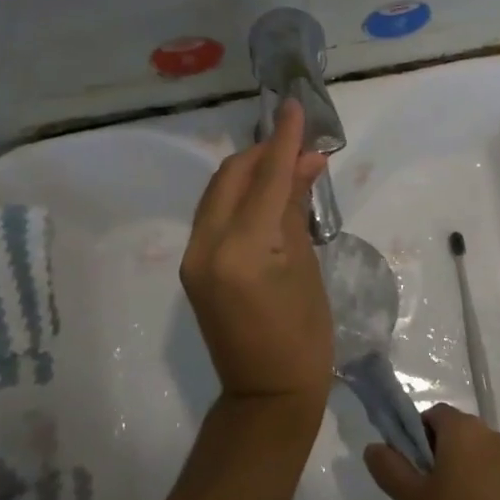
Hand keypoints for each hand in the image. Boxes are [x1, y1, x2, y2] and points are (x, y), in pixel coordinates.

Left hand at [181, 100, 334, 410]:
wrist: (266, 394)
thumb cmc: (304, 336)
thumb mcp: (306, 266)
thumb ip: (296, 206)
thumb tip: (306, 160)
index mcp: (242, 249)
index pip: (265, 178)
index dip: (283, 140)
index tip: (294, 105)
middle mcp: (207, 245)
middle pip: (232, 176)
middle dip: (263, 153)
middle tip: (298, 143)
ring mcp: (194, 256)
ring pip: (219, 191)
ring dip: (249, 171)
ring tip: (285, 163)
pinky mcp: (192, 266)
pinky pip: (214, 213)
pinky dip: (239, 195)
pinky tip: (264, 193)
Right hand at [364, 404, 499, 499]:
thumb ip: (390, 469)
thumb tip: (374, 448)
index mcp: (463, 429)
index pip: (431, 415)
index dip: (413, 437)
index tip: (407, 470)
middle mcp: (490, 436)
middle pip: (452, 436)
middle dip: (433, 461)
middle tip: (420, 498)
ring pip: (470, 459)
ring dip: (453, 478)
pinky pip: (488, 478)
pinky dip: (474, 492)